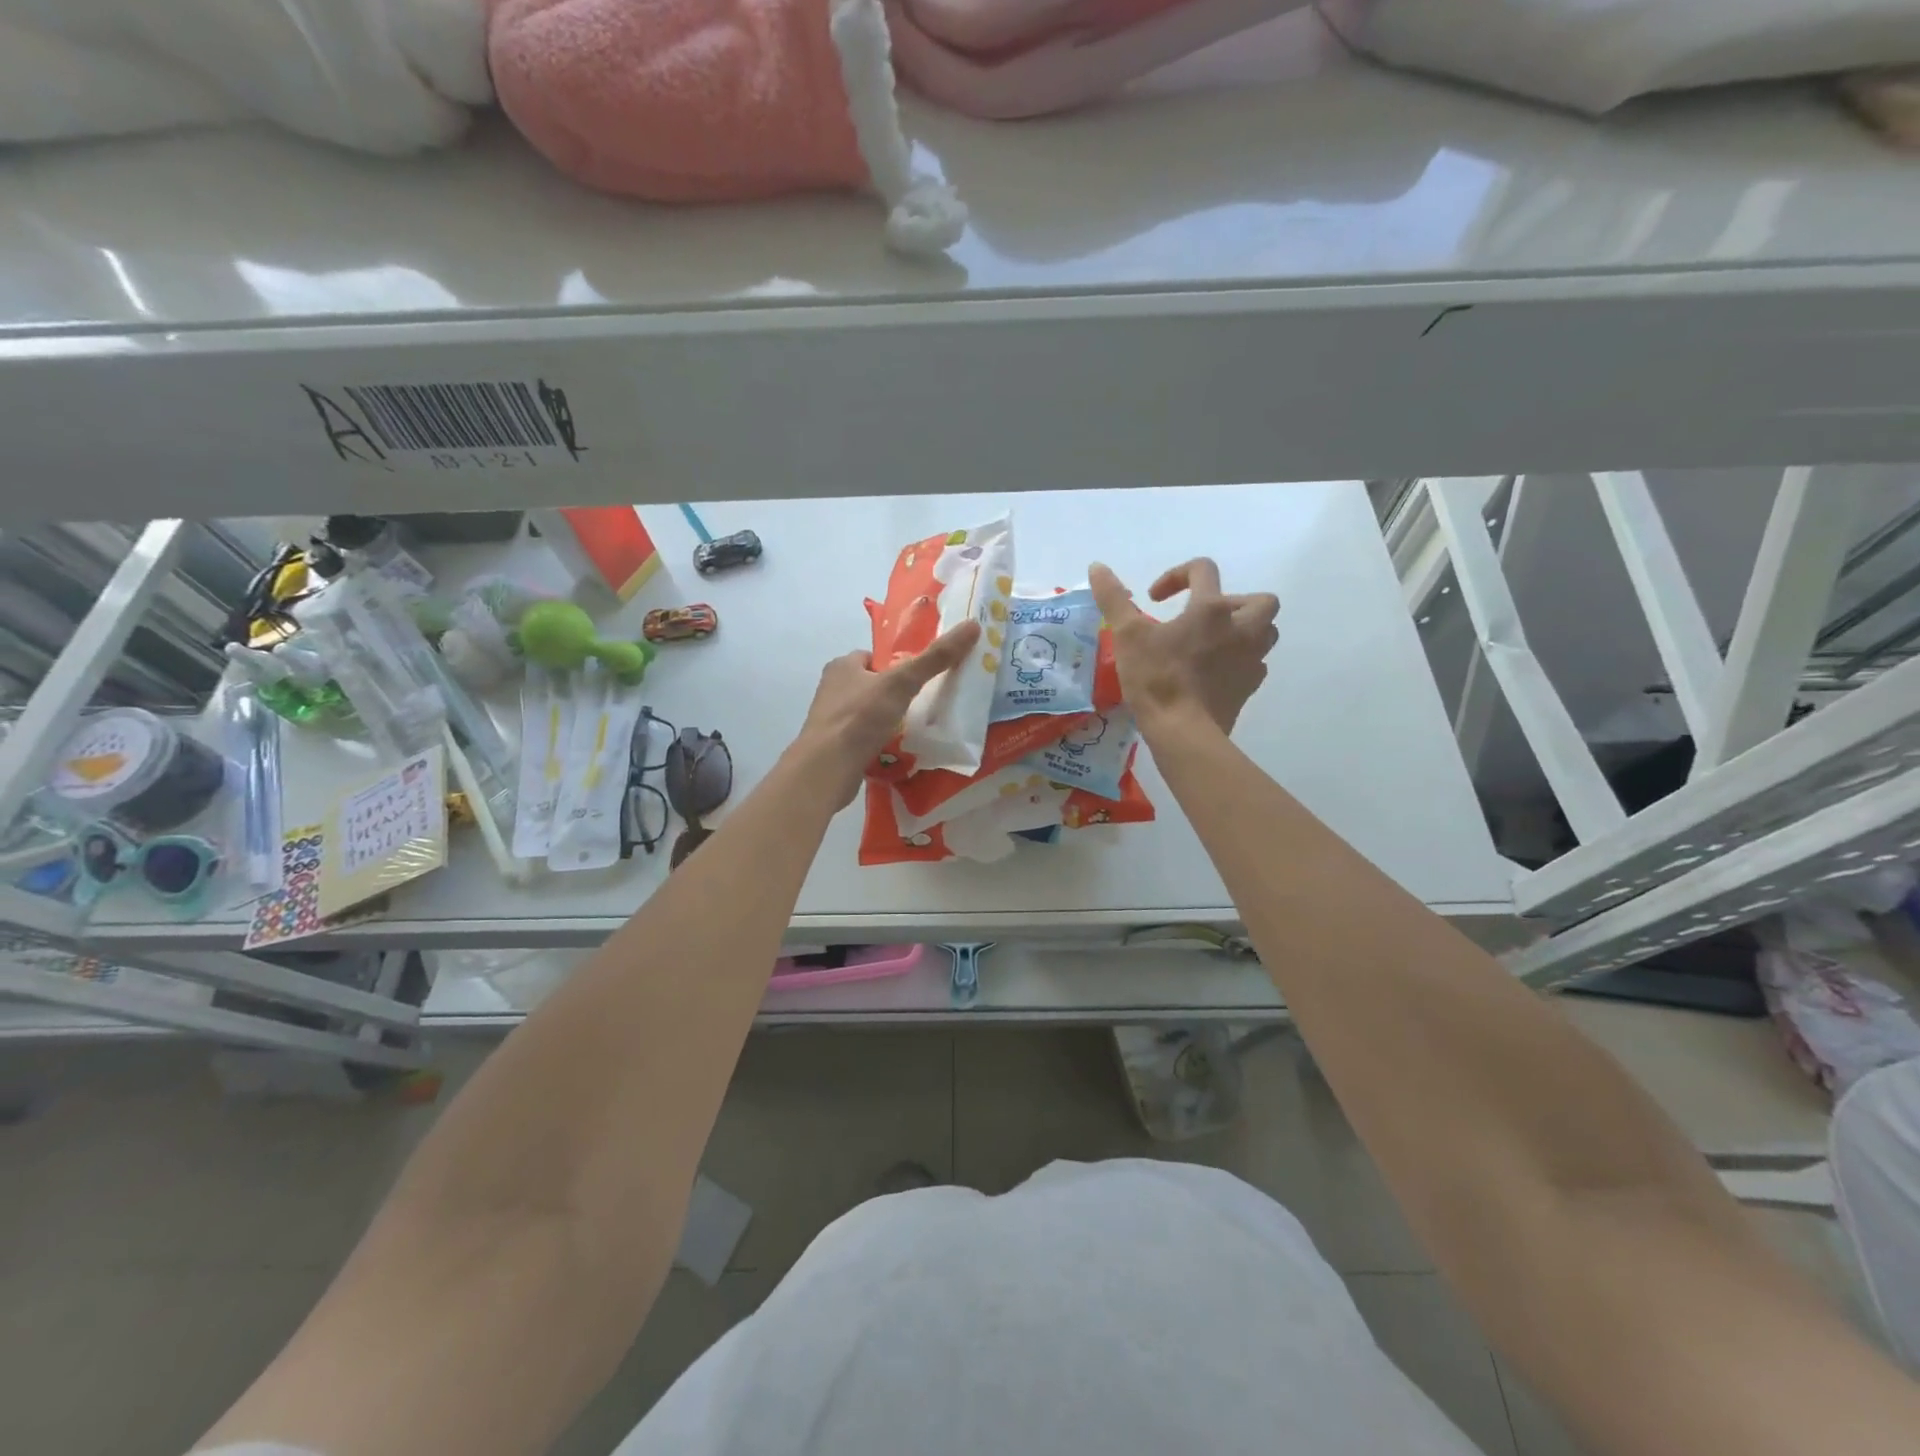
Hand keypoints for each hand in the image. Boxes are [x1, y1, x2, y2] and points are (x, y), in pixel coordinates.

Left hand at [793, 619, 982, 806]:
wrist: (827, 768)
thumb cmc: (861, 717)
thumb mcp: (902, 682)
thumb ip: (935, 657)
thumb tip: (972, 626)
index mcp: (842, 666)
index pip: (871, 657)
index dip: (895, 664)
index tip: (917, 678)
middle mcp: (832, 690)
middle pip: (870, 685)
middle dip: (892, 694)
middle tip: (921, 704)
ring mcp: (831, 720)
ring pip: (866, 713)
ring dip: (885, 719)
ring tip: (912, 729)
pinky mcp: (834, 747)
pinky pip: (862, 738)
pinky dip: (877, 742)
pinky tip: (896, 751)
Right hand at [1089, 559, 1278, 735]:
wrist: (1183, 732)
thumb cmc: (1156, 679)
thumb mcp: (1127, 635)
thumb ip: (1113, 599)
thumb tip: (1097, 566)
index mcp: (1211, 609)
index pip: (1203, 570)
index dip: (1177, 575)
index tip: (1154, 599)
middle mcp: (1240, 629)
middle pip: (1259, 601)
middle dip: (1233, 602)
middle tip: (1203, 618)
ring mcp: (1250, 660)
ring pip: (1265, 633)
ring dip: (1245, 630)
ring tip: (1214, 642)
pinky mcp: (1249, 688)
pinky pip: (1255, 665)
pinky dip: (1240, 661)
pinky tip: (1216, 671)